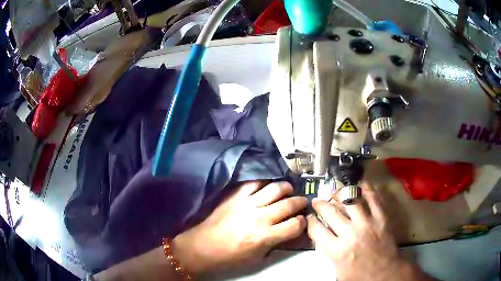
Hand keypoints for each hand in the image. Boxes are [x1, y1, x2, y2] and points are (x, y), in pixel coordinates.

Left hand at [172, 181, 306, 273]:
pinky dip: (264, 182)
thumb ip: (275, 243)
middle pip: (289, 204)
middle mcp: (260, 218)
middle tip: (302, 202)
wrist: (203, 247)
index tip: (302, 220)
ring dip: (286, 188)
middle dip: (300, 202)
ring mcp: (247, 204)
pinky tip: (267, 185)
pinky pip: (254, 183)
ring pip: (275, 188)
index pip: (295, 225)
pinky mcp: (235, 196)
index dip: (303, 222)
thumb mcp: (258, 257)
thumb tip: (287, 231)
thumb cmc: (230, 257)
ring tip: (288, 189)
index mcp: (266, 236)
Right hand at [307, 184, 431, 280]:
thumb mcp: (337, 269)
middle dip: (320, 204)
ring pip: (350, 200)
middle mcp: (351, 234)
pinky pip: (373, 197)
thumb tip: (321, 236)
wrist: (386, 273)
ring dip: (340, 193)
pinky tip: (358, 186)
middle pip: (330, 212)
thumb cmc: (360, 276)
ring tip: (335, 192)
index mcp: (337, 250)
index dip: (310, 221)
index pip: (316, 229)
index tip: (309, 217)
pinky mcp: (381, 217)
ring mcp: (368, 223)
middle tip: (317, 201)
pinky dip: (365, 188)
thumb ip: (328, 252)